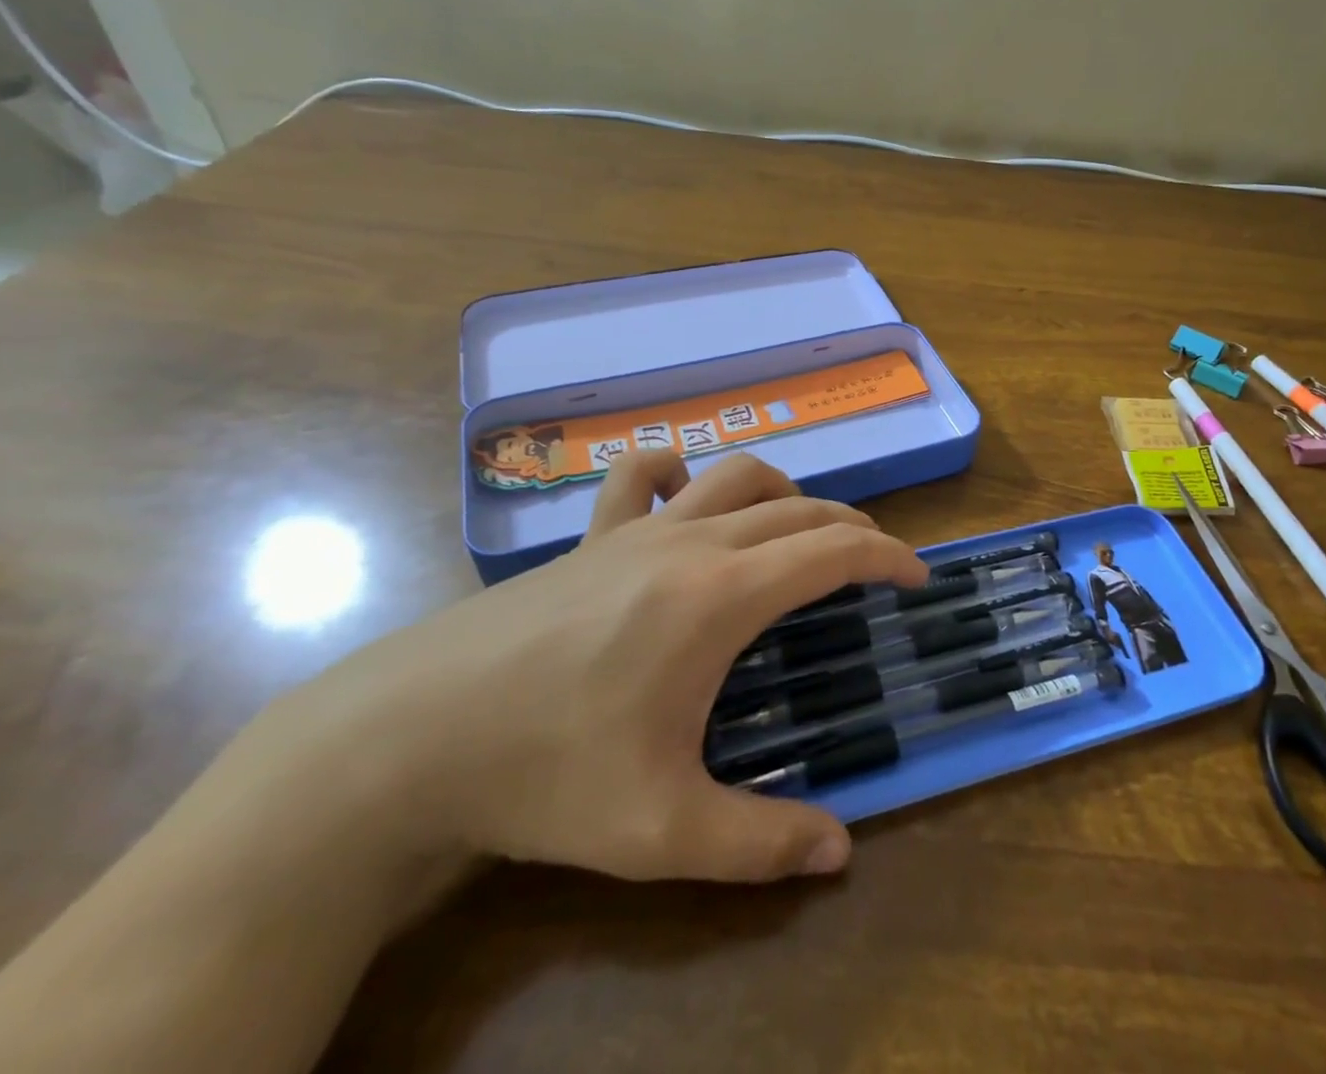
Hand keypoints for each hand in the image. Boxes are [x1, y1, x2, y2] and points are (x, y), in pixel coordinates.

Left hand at [248, 450, 925, 882]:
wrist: (408, 738)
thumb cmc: (546, 776)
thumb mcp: (662, 830)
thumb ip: (760, 843)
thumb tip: (841, 852)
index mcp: (720, 596)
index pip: (830, 551)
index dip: (886, 556)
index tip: (916, 576)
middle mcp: (690, 542)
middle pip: (796, 508)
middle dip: (849, 528)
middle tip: (874, 564)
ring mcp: (636, 530)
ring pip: (734, 476)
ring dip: (784, 492)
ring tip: (798, 528)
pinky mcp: (589, 537)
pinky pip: (641, 476)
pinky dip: (677, 472)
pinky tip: (682, 494)